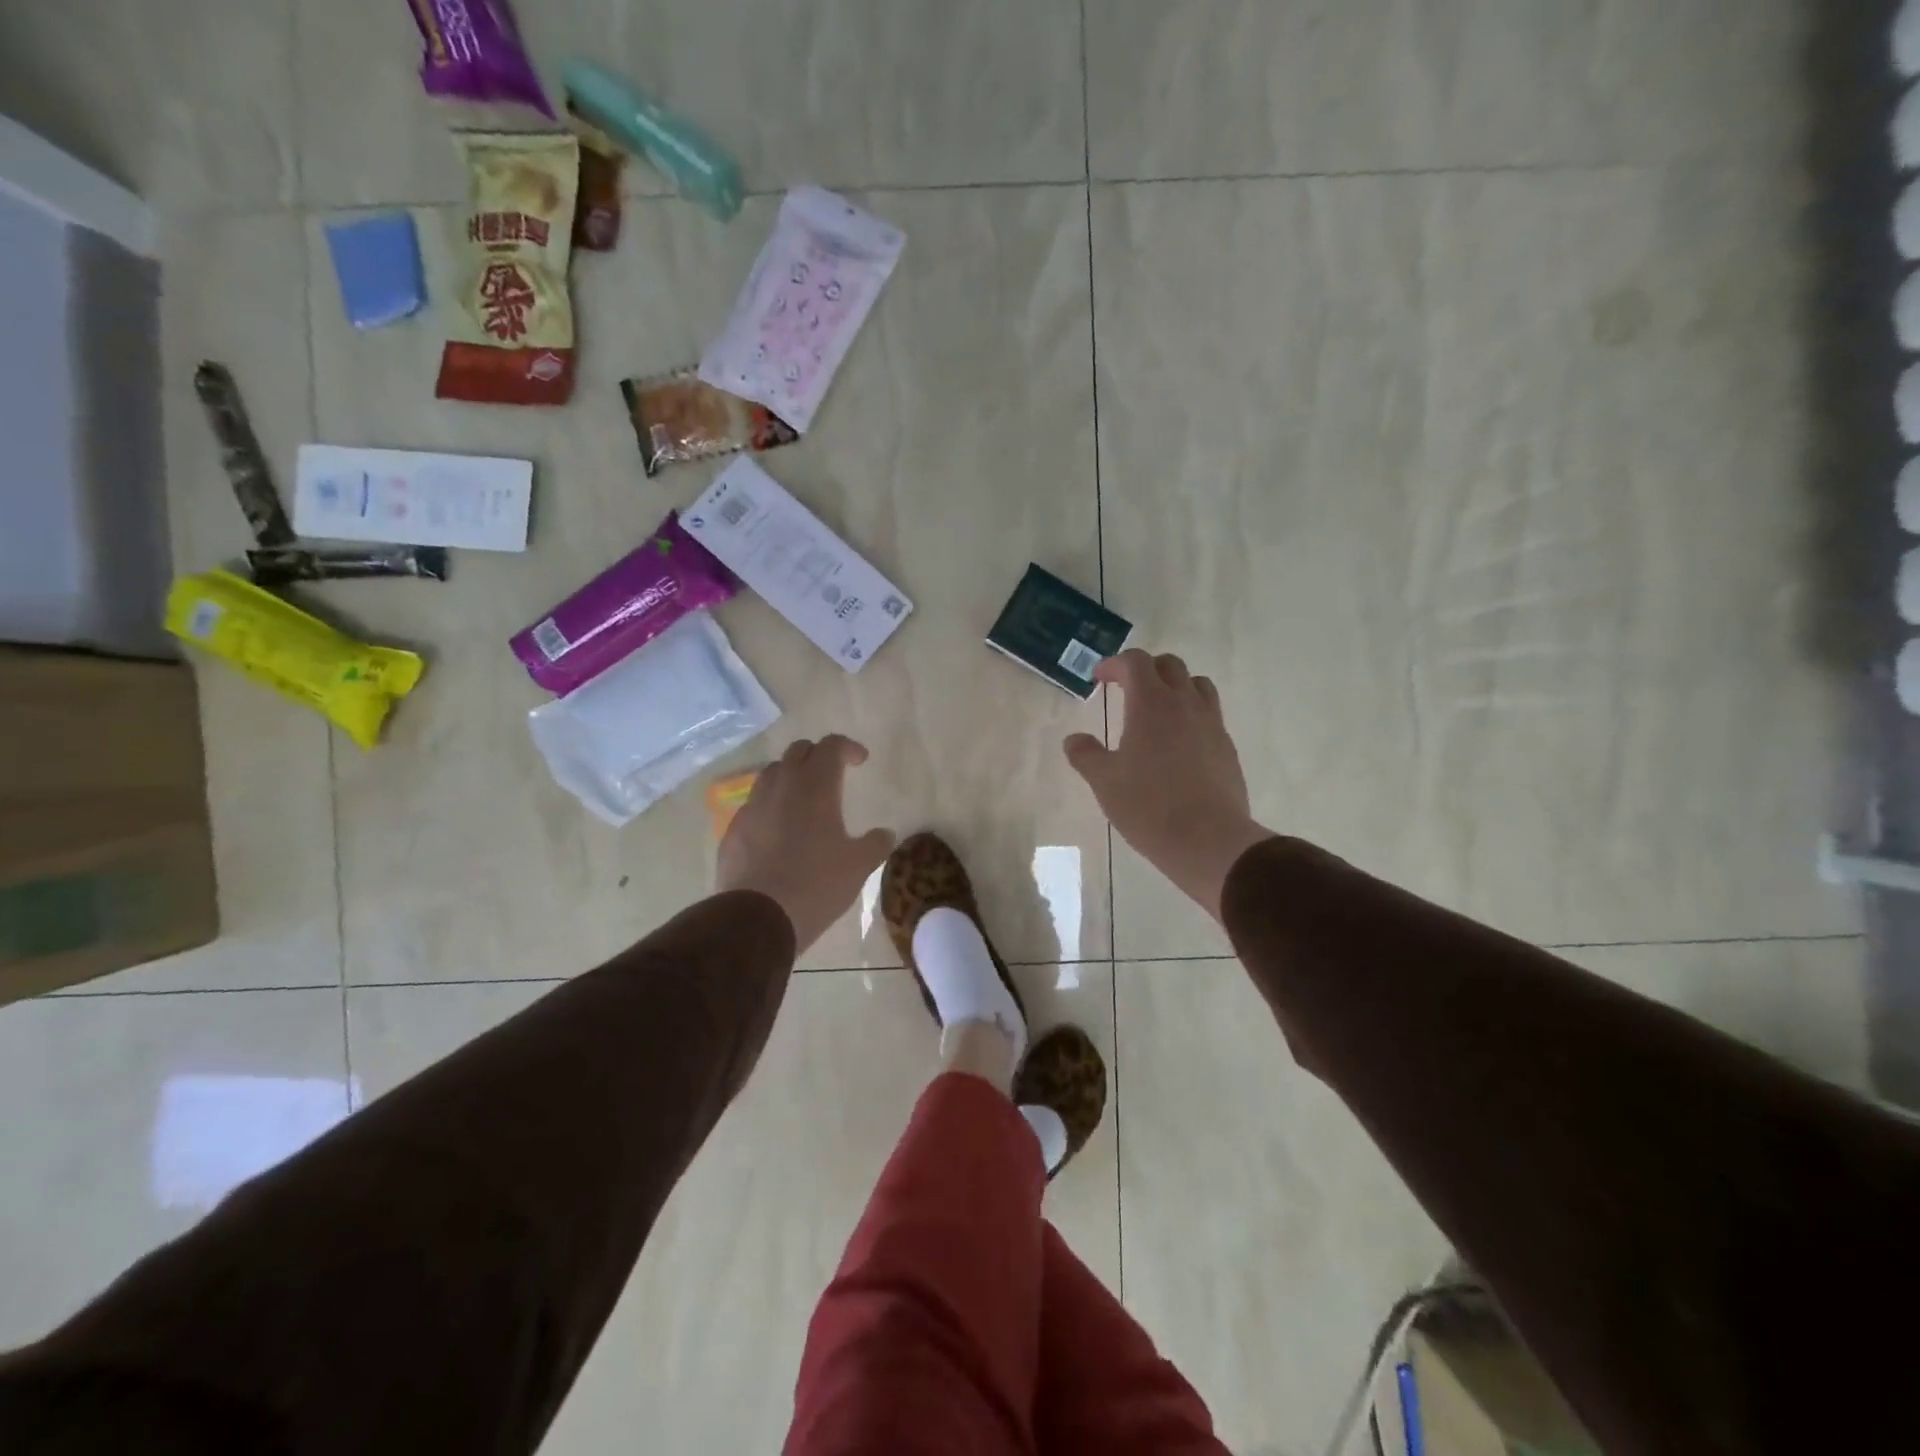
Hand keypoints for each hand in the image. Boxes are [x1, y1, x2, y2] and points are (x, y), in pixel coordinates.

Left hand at [716, 735, 895, 953]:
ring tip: (804, 800)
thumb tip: (885, 833)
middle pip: (798, 751)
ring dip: (791, 777)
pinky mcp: (733, 829)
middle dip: (818, 756)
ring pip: (772, 774)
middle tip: (833, 774)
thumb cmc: (816, 885)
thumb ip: (876, 844)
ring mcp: (752, 806)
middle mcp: (781, 786)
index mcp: (815, 786)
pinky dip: (771, 806)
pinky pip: (754, 804)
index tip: (860, 761)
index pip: (831, 746)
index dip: (848, 747)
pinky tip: (779, 831)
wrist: (757, 917)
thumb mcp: (859, 866)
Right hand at [1064, 650, 1272, 919]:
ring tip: (1157, 710)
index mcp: (1151, 703)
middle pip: (1170, 665)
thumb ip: (1085, 754)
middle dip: (1145, 669)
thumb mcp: (1104, 781)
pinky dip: (1191, 714)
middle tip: (1126, 689)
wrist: (1209, 840)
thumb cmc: (1148, 806)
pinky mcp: (1227, 747)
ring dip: (1175, 686)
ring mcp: (1211, 724)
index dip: (1114, 664)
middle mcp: (1185, 704)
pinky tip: (1178, 743)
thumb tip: (1074, 739)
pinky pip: (1209, 714)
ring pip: (1197, 685)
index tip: (1099, 678)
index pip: (1135, 662)